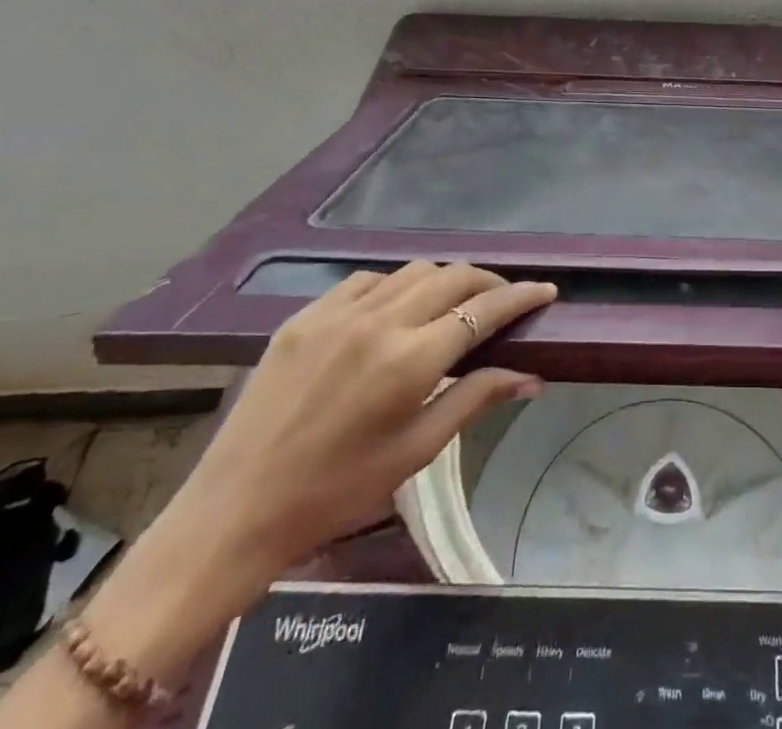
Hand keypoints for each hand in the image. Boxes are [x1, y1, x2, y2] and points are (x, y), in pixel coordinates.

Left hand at [69, 265, 556, 684]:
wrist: (235, 510)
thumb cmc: (335, 492)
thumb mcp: (415, 453)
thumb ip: (474, 401)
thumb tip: (531, 376)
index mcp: (410, 361)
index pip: (483, 310)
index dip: (521, 296)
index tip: (546, 290)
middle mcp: (379, 322)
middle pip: (452, 277)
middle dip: (487, 282)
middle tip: (503, 300)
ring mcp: (337, 313)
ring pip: (412, 271)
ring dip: (443, 280)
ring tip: (453, 303)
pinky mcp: (305, 315)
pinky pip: (366, 281)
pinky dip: (395, 286)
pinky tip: (395, 309)